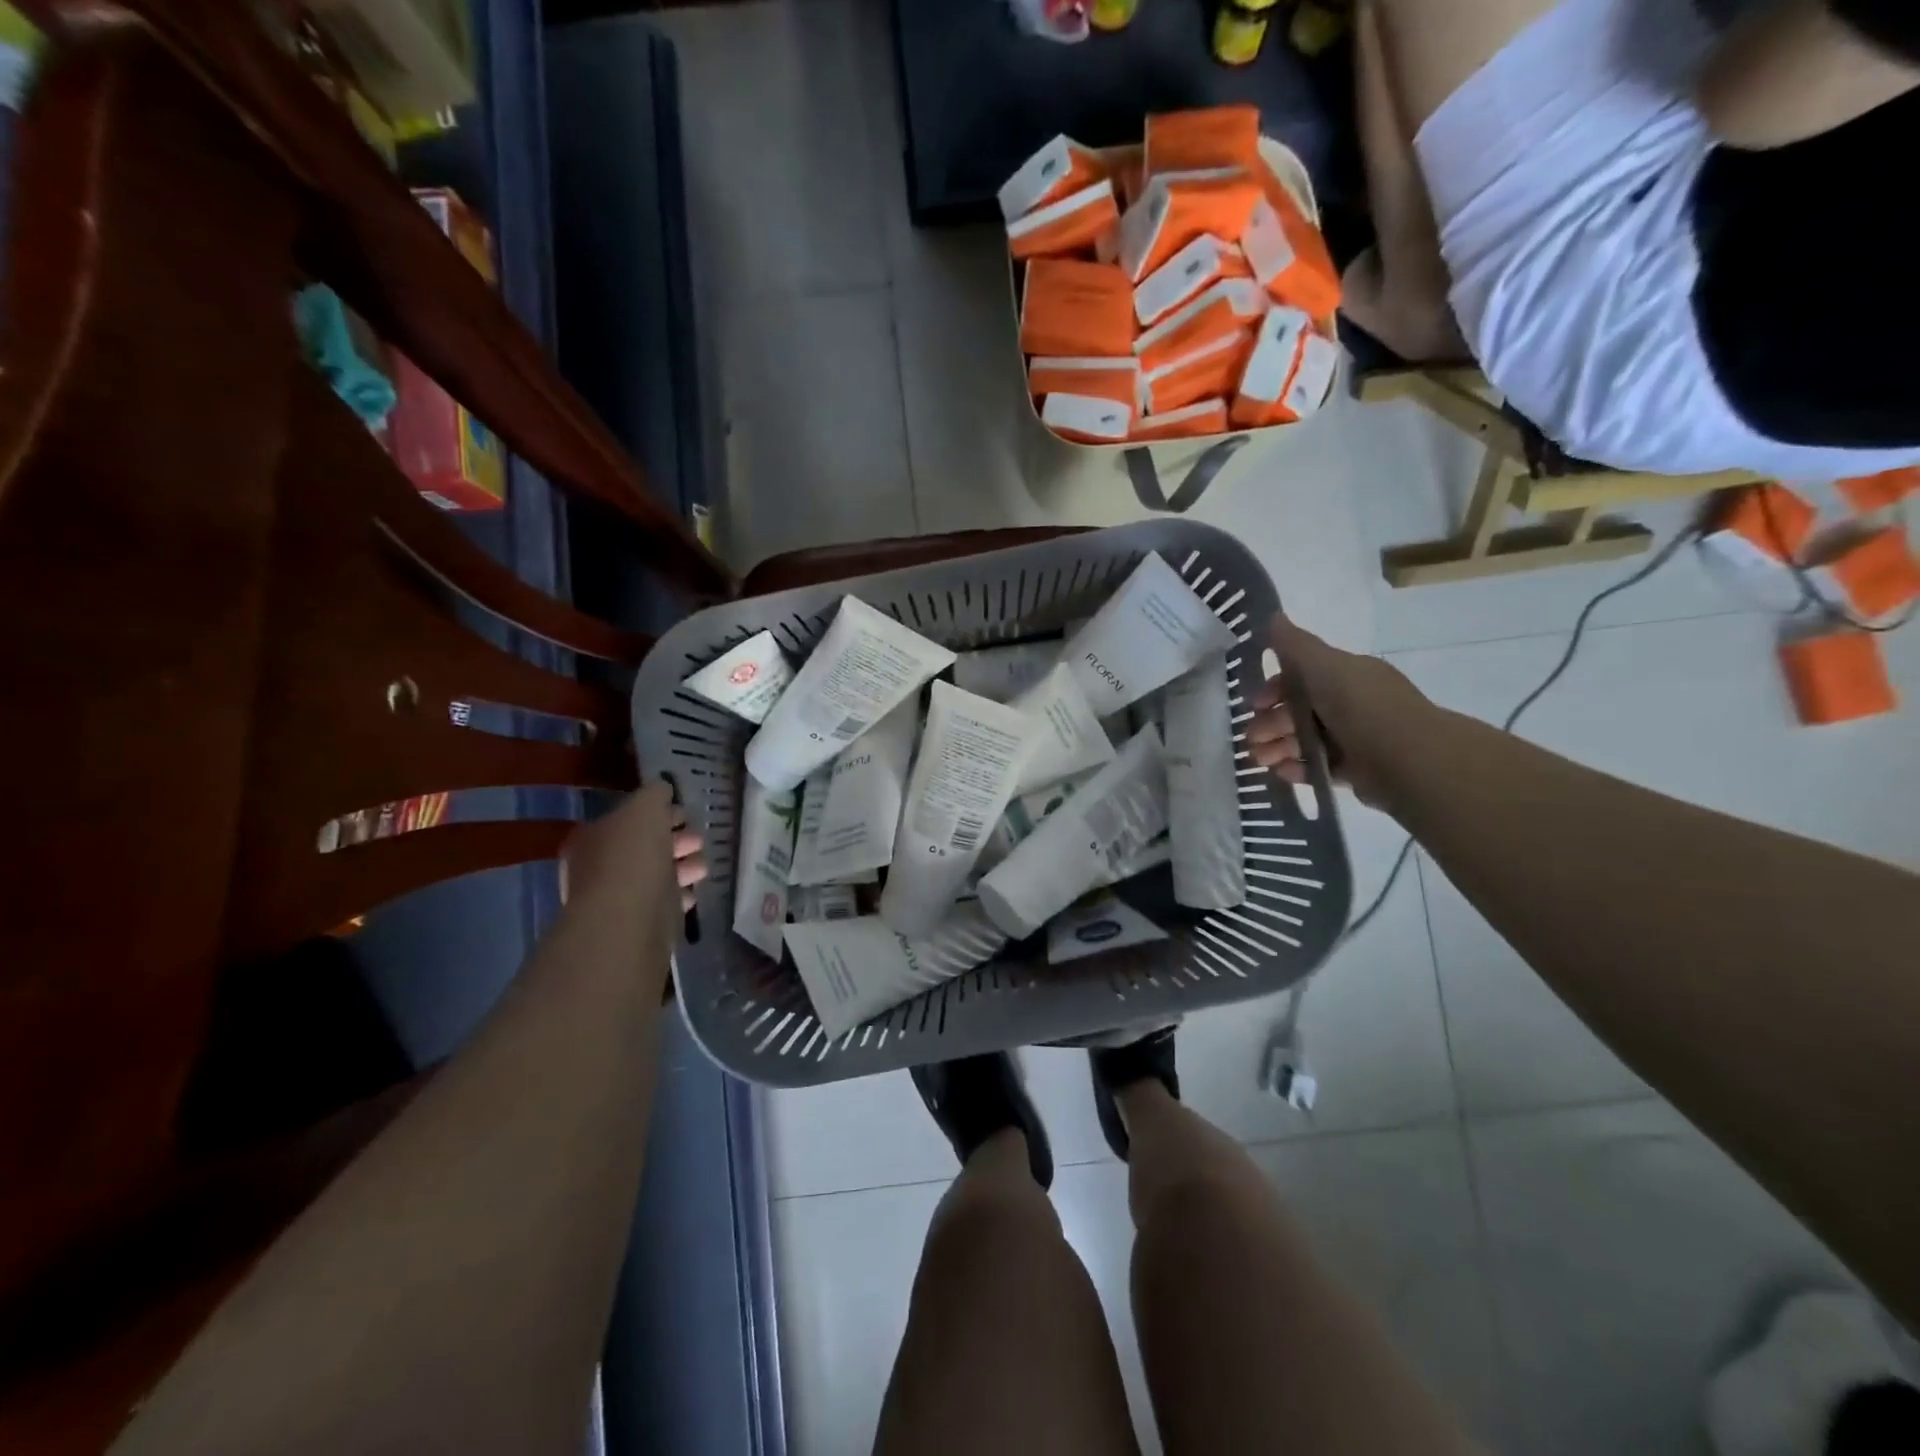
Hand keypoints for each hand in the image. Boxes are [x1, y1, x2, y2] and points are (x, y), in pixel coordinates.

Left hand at [560, 784, 709, 914]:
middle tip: (698, 840)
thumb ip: (655, 793)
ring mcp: (617, 897)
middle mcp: (598, 867)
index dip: (659, 813)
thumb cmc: (634, 855)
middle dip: (676, 840)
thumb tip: (662, 790)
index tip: (685, 814)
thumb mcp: (646, 806)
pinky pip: (662, 904)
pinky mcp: (637, 923)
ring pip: (656, 875)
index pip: (628, 818)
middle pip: (645, 846)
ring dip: (683, 868)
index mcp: (593, 836)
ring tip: (702, 867)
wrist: (630, 919)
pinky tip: (691, 893)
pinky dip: (679, 896)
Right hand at [1246, 615, 1431, 809]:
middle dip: (1269, 723)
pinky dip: (1297, 768)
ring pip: (1304, 740)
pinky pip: (1318, 767)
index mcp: (1346, 675)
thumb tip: (1273, 616)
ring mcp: (1353, 737)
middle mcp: (1350, 703)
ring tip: (1260, 761)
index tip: (1254, 705)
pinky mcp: (1355, 770)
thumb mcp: (1323, 665)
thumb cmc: (1361, 706)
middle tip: (1250, 739)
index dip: (1273, 690)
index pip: (1301, 678)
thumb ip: (1294, 644)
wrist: (1407, 758)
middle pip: (1298, 711)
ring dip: (1277, 747)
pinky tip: (1281, 772)